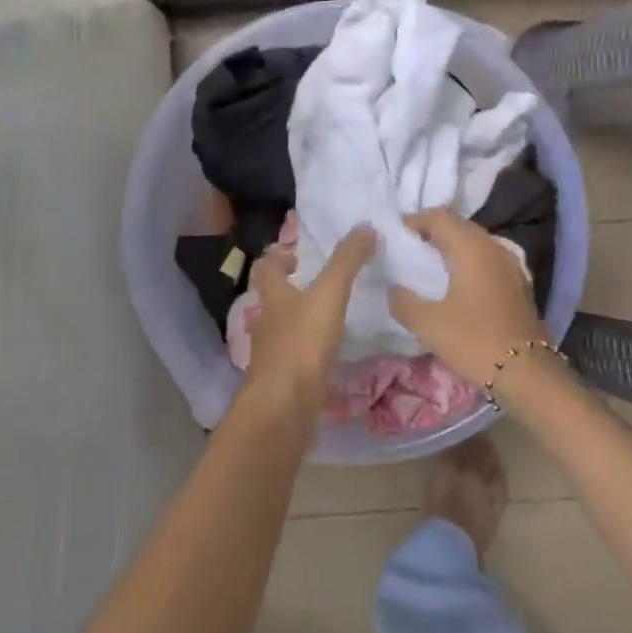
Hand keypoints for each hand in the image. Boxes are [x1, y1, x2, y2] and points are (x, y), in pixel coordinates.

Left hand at [243, 227, 376, 420]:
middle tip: (322, 286)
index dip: (278, 256)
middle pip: (274, 300)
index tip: (298, 256)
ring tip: (332, 319)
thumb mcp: (329, 293)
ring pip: (284, 330)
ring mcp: (272, 355)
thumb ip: (347, 261)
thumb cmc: (302, 342)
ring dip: (302, 322)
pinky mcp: (283, 382)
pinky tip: (330, 356)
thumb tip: (365, 226)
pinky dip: (309, 353)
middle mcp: (267, 323)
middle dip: (293, 291)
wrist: (284, 406)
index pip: (266, 267)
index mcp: (273, 297)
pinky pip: (295, 359)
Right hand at [389, 209, 548, 389]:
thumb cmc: (474, 341)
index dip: (415, 220)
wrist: (527, 373)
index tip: (395, 235)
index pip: (440, 217)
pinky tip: (455, 285)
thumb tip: (393, 289)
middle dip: (432, 232)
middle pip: (459, 226)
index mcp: (473, 249)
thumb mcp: (428, 324)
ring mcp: (511, 266)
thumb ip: (403, 301)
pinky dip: (467, 263)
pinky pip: (487, 260)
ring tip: (428, 266)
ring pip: (475, 243)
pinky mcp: (517, 284)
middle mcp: (495, 248)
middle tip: (408, 248)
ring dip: (451, 248)